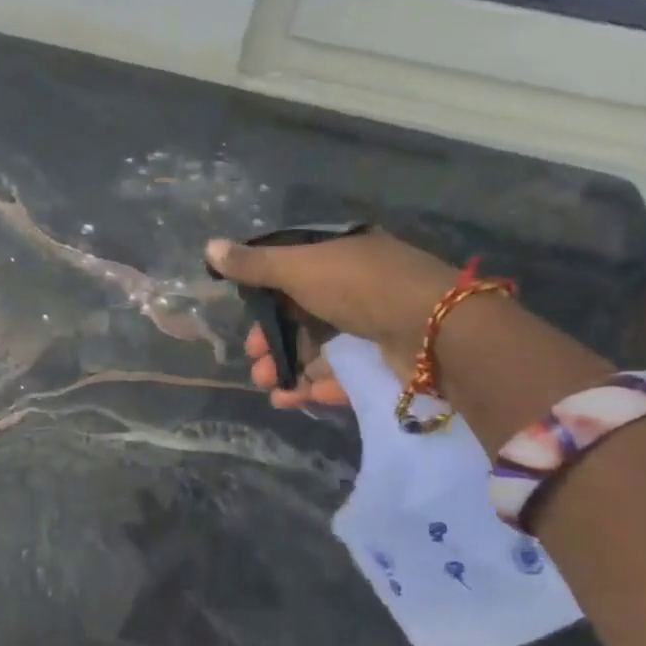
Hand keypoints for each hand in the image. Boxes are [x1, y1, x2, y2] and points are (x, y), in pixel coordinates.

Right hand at [205, 231, 456, 405]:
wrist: (437, 330)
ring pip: (322, 350)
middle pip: (303, 318)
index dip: (264, 302)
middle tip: (255, 366)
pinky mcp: (387, 360)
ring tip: (271, 391)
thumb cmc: (360, 287)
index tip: (245, 324)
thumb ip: (255, 265)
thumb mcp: (300, 268)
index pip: (293, 276)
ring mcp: (376, 324)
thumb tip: (208, 247)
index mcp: (341, 256)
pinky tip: (297, 399)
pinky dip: (319, 386)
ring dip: (291, 370)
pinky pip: (345, 373)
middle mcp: (358, 286)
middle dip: (273, 344)